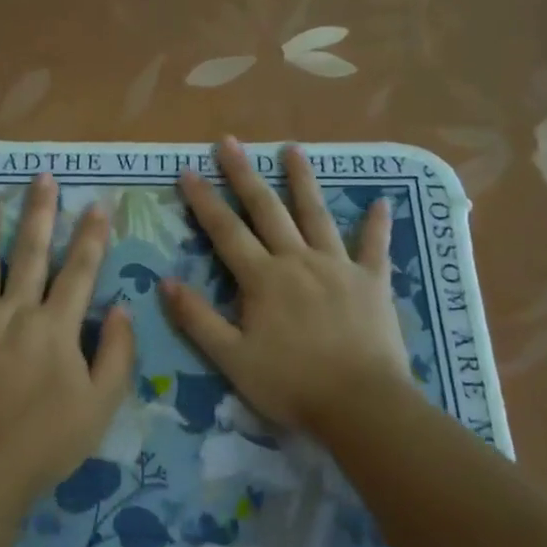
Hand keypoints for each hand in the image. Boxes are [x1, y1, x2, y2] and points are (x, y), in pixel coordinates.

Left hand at [0, 176, 134, 494]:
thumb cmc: (49, 440)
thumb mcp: (102, 403)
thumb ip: (117, 353)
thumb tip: (121, 308)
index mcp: (56, 326)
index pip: (80, 271)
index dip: (92, 237)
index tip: (98, 204)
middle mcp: (16, 312)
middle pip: (30, 253)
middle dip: (39, 213)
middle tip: (41, 177)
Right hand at [163, 139, 412, 434]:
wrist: (360, 404)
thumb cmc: (290, 384)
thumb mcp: (232, 358)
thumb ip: (198, 319)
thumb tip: (164, 281)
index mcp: (263, 279)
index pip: (225, 232)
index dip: (204, 201)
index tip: (188, 171)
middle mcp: (298, 260)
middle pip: (267, 210)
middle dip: (245, 175)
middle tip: (229, 142)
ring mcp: (338, 267)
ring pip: (317, 215)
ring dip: (302, 180)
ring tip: (292, 148)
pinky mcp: (372, 282)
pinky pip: (374, 247)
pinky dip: (377, 224)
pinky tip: (383, 201)